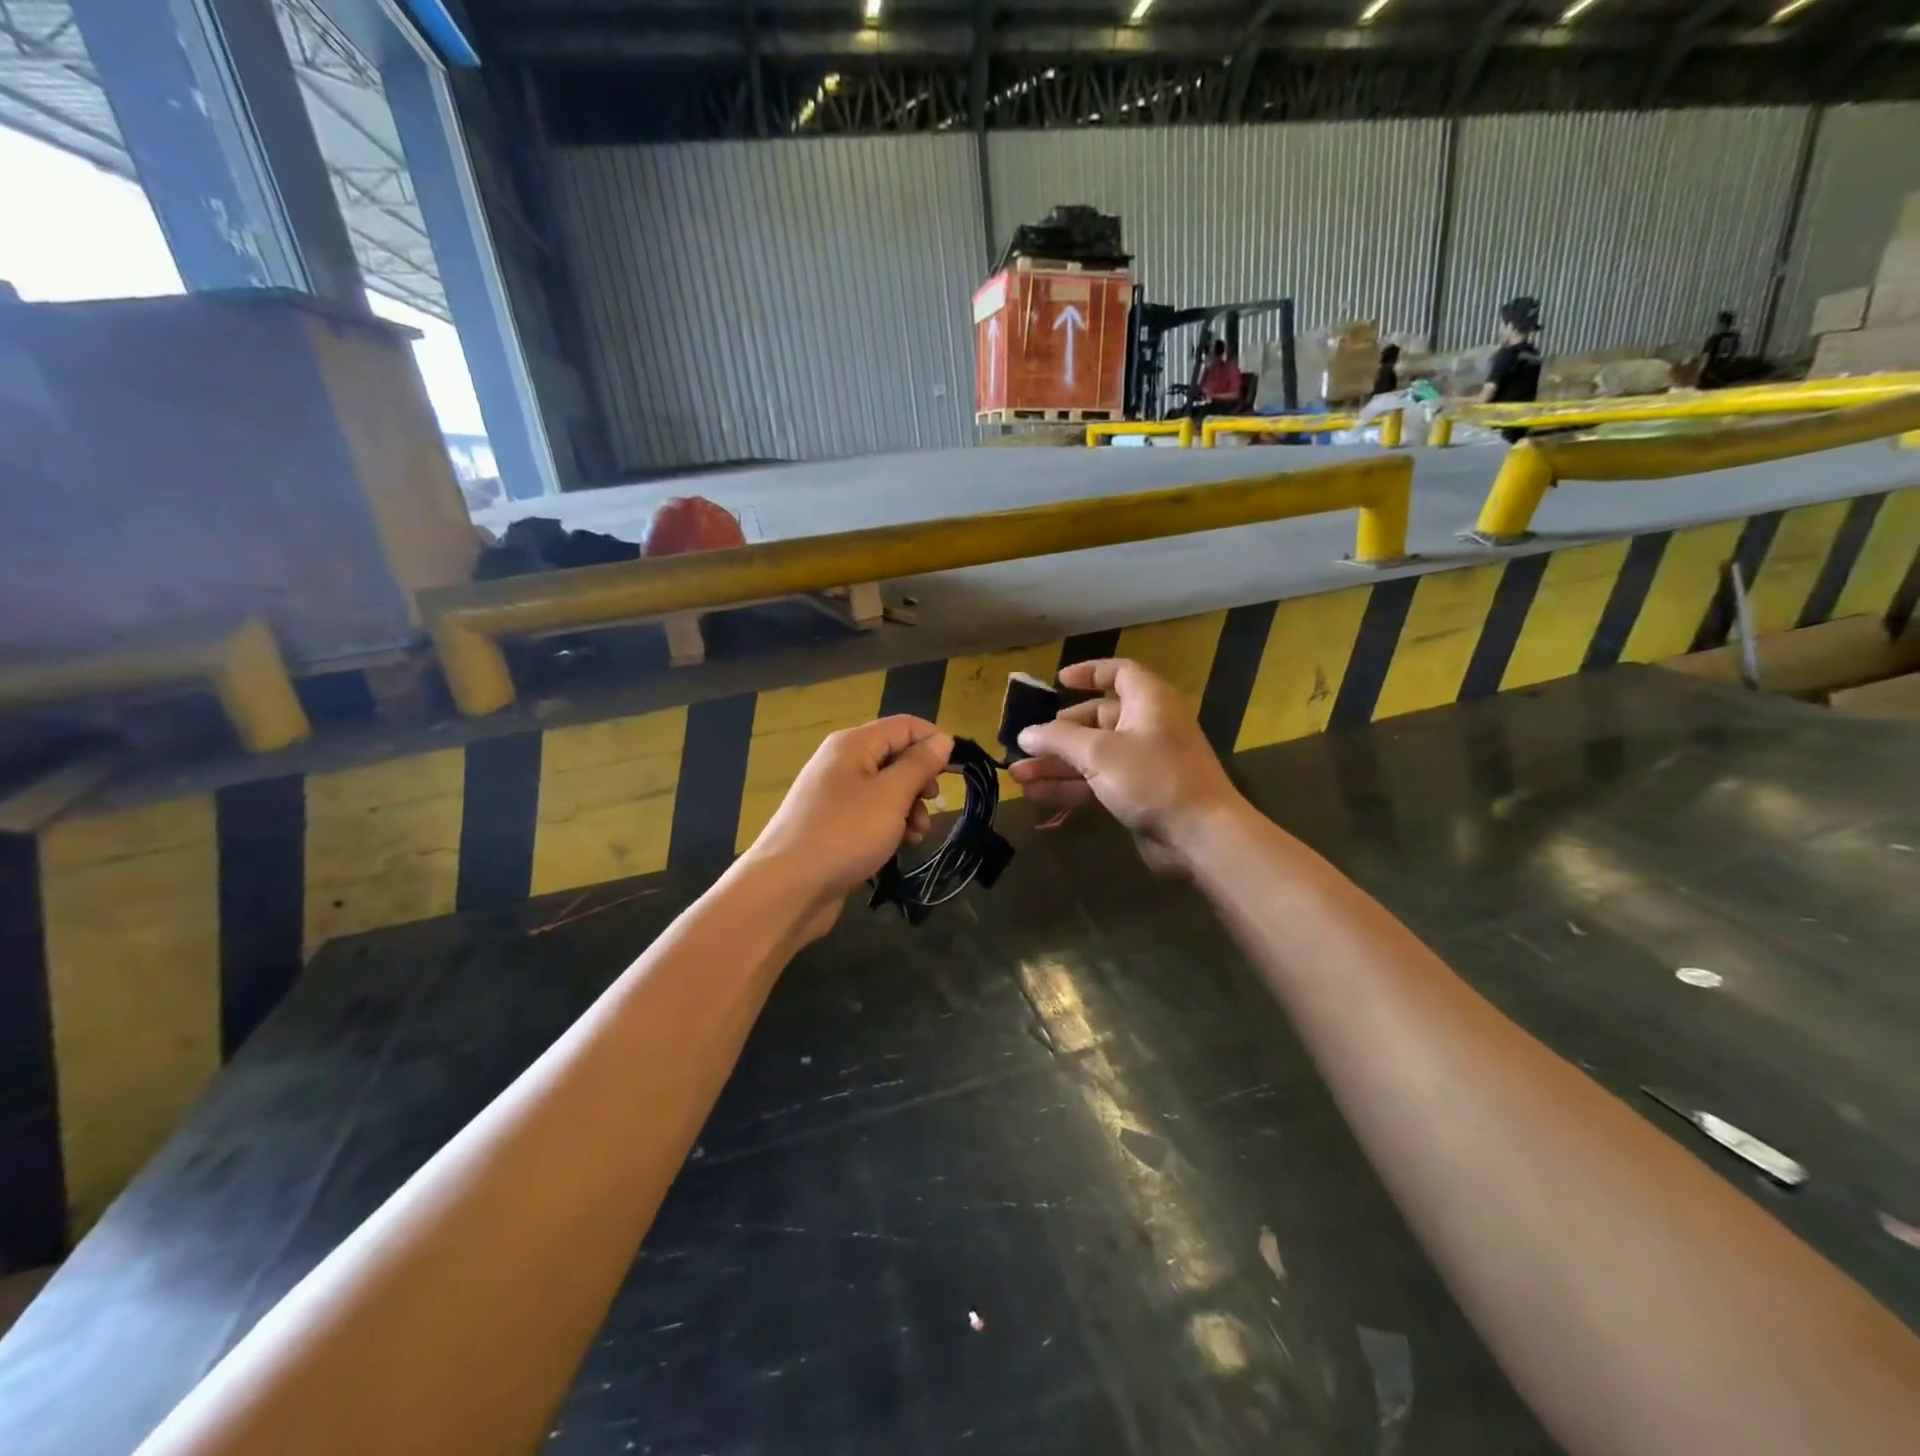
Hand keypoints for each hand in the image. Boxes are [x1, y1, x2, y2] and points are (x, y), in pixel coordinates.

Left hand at [743, 716, 951, 938]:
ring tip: (919, 833)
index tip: (957, 770)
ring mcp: (835, 795)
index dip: (934, 741)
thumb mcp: (890, 796)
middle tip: (934, 804)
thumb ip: (919, 765)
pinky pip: (871, 813)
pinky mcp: (833, 825)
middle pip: (894, 756)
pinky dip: (891, 824)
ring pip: (886, 788)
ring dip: (909, 806)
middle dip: (921, 778)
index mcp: (852, 744)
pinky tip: (901, 845)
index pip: (904, 725)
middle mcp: (841, 762)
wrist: (787, 889)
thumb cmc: (844, 834)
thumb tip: (942, 739)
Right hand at [1009, 659, 1245, 875]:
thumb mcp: (1099, 753)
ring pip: (1092, 755)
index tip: (1058, 681)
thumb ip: (1058, 739)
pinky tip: (1037, 794)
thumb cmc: (1152, 778)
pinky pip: (1097, 781)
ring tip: (1017, 775)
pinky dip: (1070, 785)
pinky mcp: (1138, 793)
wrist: (1199, 835)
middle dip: (1057, 733)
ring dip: (1056, 764)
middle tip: (1024, 744)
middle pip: (1095, 719)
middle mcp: (1146, 725)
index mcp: (1148, 700)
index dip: (1089, 673)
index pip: (1118, 673)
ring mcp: (1143, 762)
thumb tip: (1025, 733)